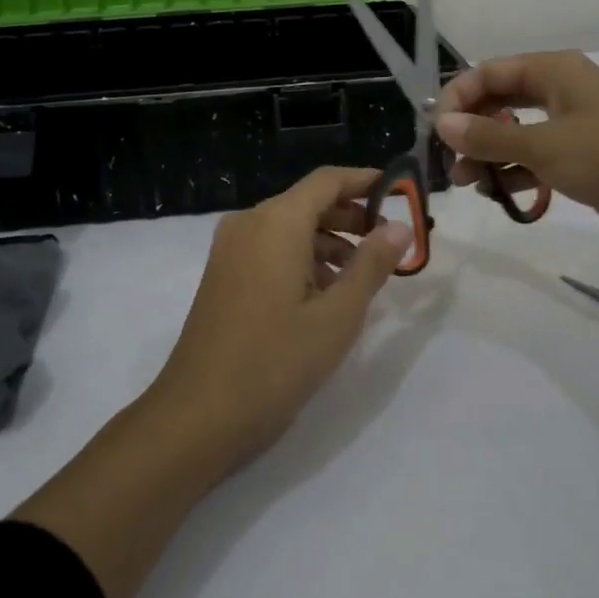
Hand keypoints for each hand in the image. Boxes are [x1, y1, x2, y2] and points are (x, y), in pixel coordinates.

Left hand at [149, 166, 412, 470]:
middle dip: (351, 216)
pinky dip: (302, 259)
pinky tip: (325, 294)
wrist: (197, 416)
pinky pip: (270, 250)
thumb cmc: (275, 362)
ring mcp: (230, 250)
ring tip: (363, 274)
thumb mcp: (337, 315)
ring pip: (289, 228)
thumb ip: (371, 264)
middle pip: (307, 202)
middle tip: (389, 241)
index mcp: (276, 222)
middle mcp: (249, 224)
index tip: (401, 194)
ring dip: (328, 241)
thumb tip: (399, 227)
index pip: (327, 180)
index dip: (366, 181)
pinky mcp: (223, 276)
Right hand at [434, 51, 598, 252]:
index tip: (437, 130)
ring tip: (469, 182)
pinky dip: (514, 171)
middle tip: (449, 160)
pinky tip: (499, 192)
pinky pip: (534, 156)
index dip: (459, 97)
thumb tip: (443, 124)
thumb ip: (488, 136)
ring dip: (488, 154)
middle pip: (500, 101)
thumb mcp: (542, 146)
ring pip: (515, 132)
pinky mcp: (579, 156)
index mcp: (553, 71)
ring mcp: (571, 124)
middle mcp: (560, 90)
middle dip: (472, 129)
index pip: (490, 72)